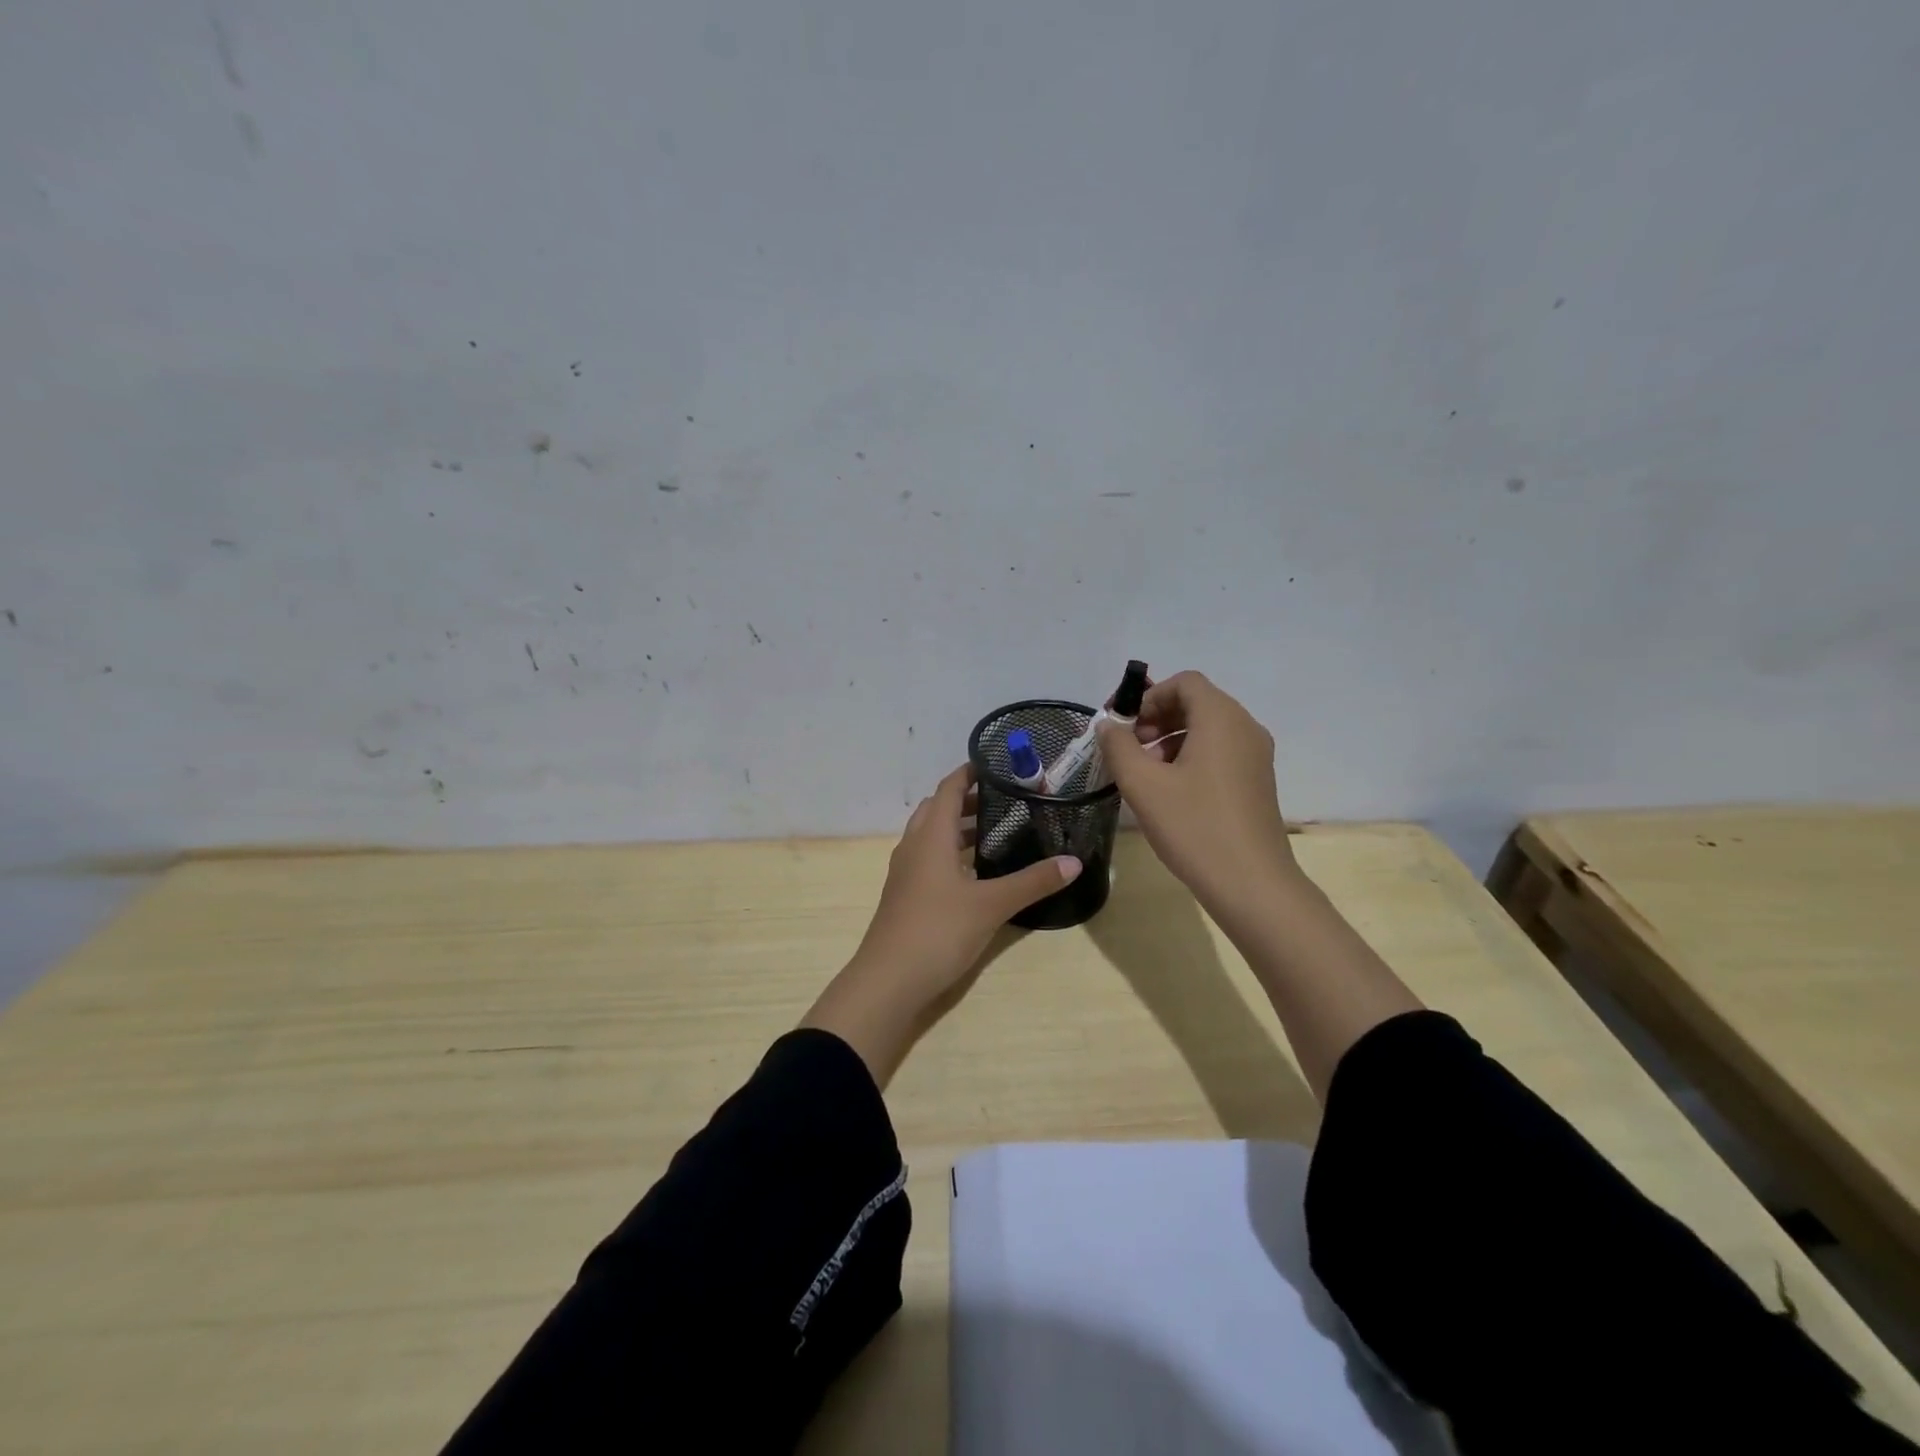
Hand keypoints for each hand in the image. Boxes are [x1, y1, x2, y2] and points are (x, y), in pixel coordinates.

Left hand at [800, 764, 1080, 1085]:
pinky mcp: (905, 895)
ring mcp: (905, 872)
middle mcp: (914, 846)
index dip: (969, 772)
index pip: (948, 788)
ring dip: (957, 828)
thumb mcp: (992, 905)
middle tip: (1004, 800)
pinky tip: (975, 872)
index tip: (997, 765)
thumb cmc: (938, 930)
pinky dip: (950, 853)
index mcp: (931, 836)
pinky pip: (928, 858)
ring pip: (931, 835)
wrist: (888, 981)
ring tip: (996, 832)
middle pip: (937, 808)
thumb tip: (1073, 861)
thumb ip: (1033, 881)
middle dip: (966, 800)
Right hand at [1096, 671, 1298, 916]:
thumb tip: (1109, 726)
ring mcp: (1256, 756)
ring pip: (1208, 729)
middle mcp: (1245, 728)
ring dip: (1172, 739)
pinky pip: (1221, 751)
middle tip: (1130, 749)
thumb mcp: (1143, 784)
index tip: (1126, 727)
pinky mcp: (1257, 781)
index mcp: (1221, 719)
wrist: (1252, 884)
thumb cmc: (1194, 826)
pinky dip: (1192, 757)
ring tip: (1146, 773)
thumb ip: (1118, 746)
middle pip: (1197, 703)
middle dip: (1158, 718)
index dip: (1150, 697)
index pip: (1185, 682)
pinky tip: (1171, 791)